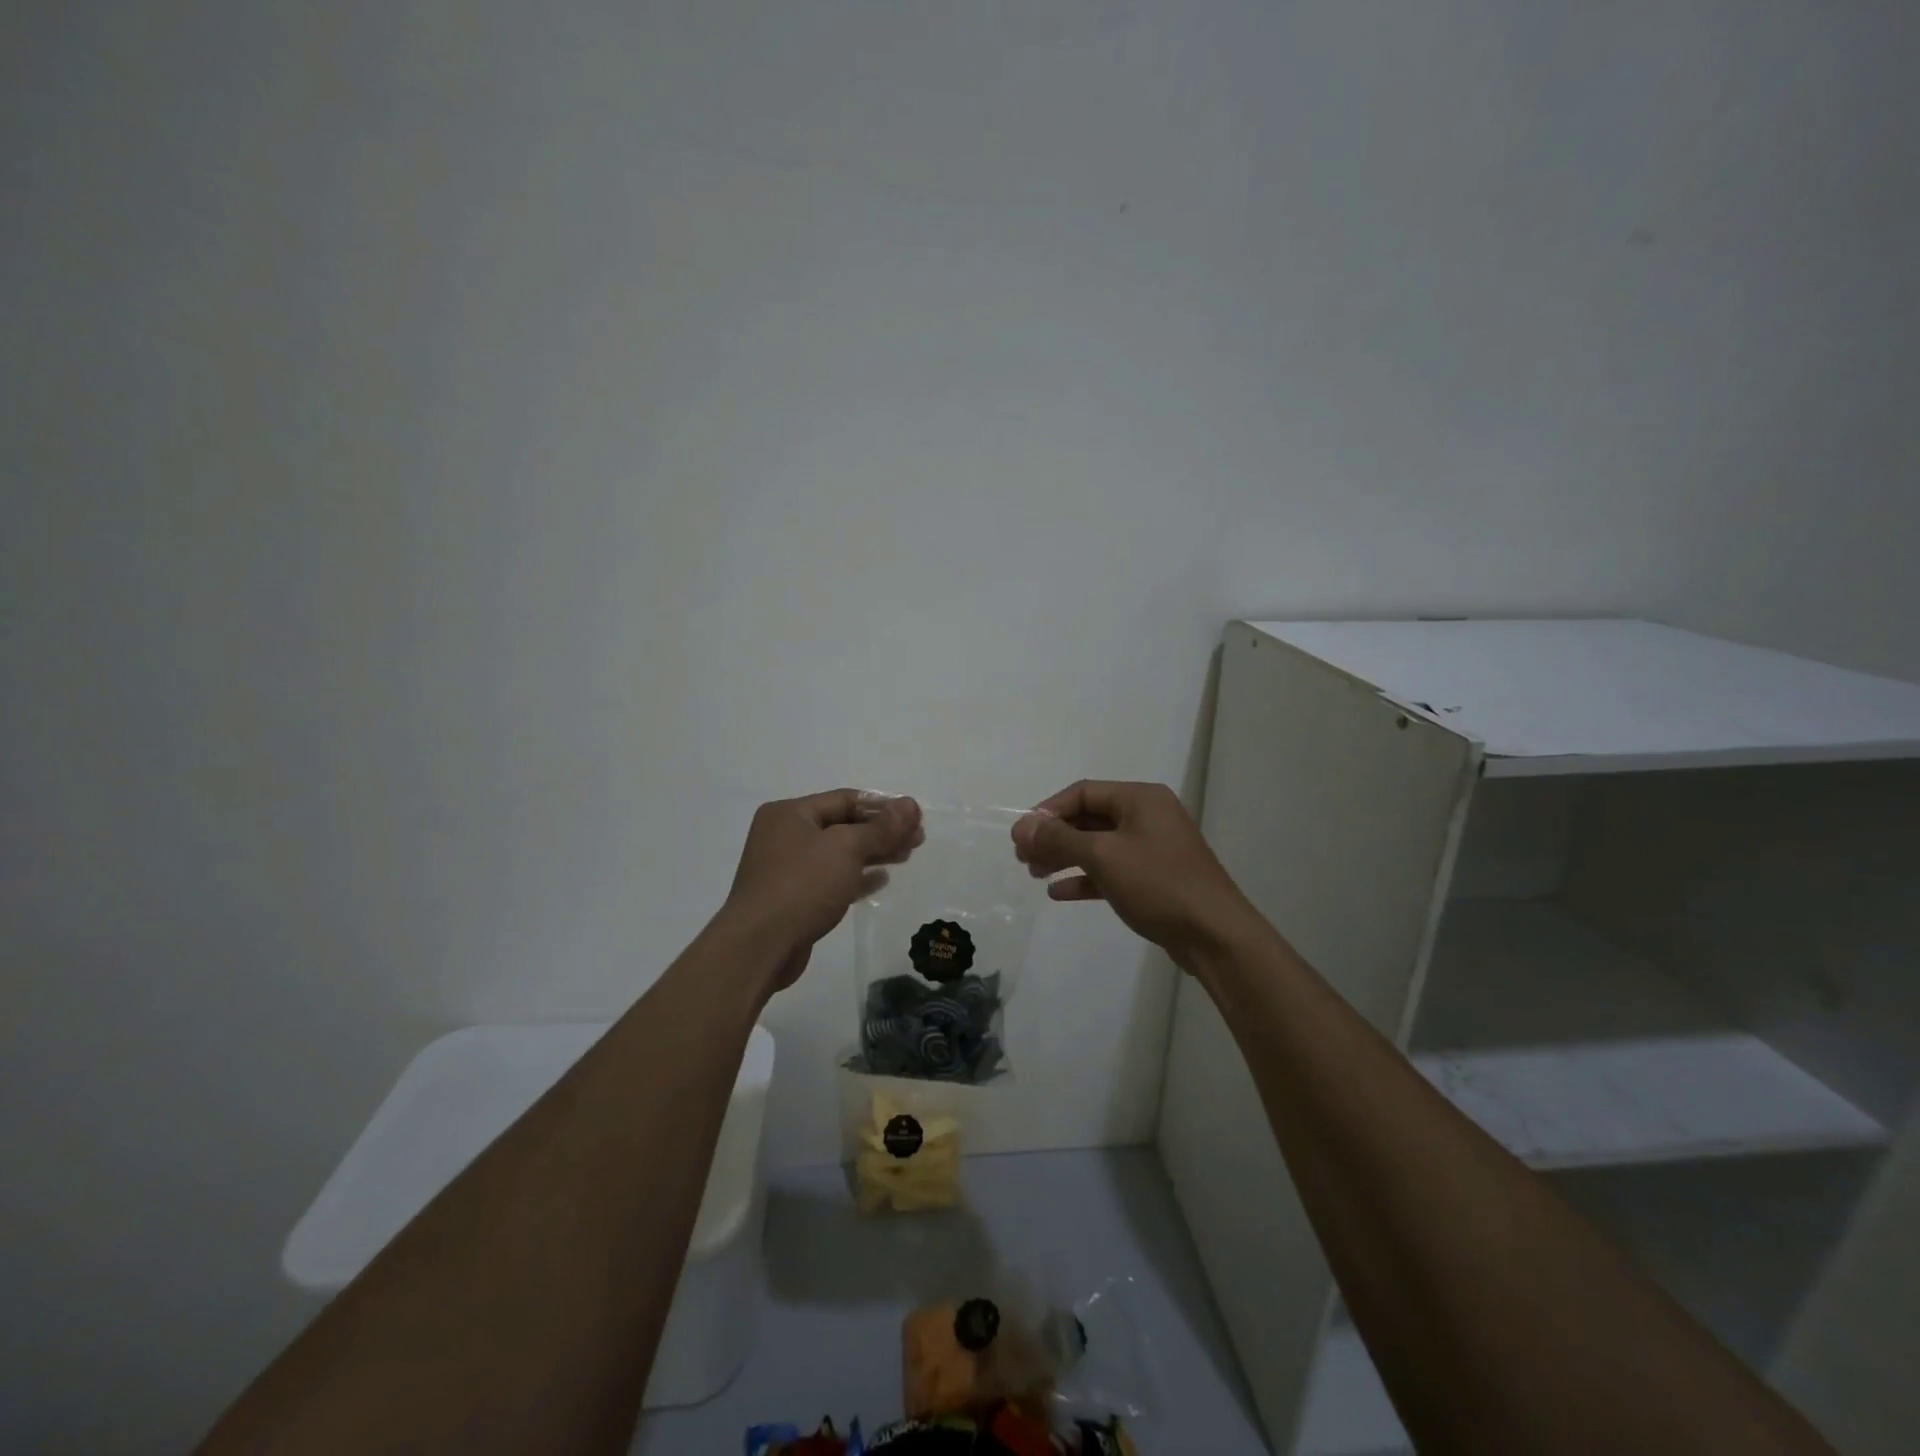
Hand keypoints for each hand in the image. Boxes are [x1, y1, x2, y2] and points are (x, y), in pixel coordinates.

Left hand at [721, 789, 923, 993]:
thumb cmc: (802, 886)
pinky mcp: (793, 898)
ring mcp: (787, 868)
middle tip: (917, 839)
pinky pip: (831, 879)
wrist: (759, 948)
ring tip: (907, 856)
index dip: (883, 806)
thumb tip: (910, 805)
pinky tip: (881, 880)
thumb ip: (880, 827)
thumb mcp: (846, 848)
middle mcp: (785, 835)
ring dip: (873, 853)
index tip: (916, 818)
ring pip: (839, 853)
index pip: (845, 799)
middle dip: (881, 831)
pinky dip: (857, 876)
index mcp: (790, 813)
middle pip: (843, 824)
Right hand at [1012, 781, 1254, 961]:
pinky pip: (1111, 870)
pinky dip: (1085, 878)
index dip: (1048, 811)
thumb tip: (1021, 827)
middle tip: (1023, 857)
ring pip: (1098, 845)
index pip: (1082, 792)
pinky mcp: (1154, 878)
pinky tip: (1059, 893)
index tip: (1022, 836)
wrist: (1214, 934)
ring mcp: (1152, 848)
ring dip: (1065, 857)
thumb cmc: (1158, 883)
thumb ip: (1059, 839)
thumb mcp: (1103, 856)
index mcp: (1140, 798)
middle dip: (1054, 836)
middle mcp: (1147, 816)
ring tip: (1035, 874)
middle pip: (1089, 818)